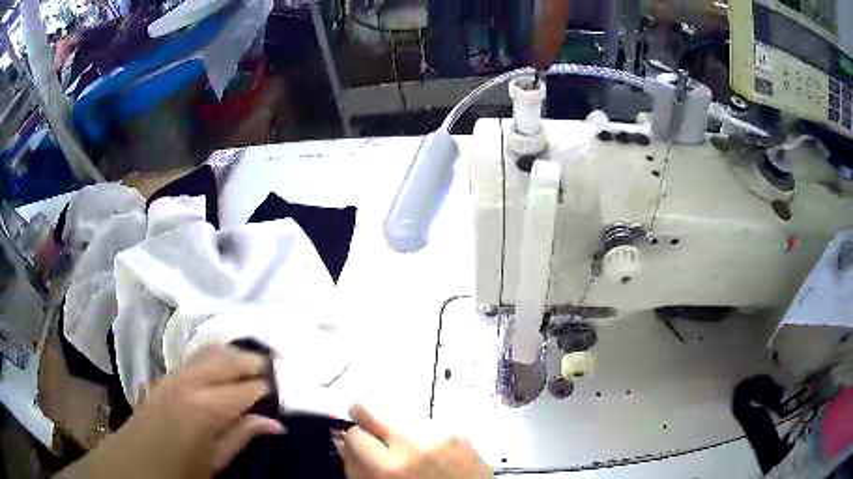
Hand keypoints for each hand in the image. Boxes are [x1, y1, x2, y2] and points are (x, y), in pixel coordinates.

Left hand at [59, 344, 283, 478]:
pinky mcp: (166, 375)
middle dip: (258, 362)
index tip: (289, 388)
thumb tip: (277, 422)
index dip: (271, 387)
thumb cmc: (178, 471)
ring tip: (257, 363)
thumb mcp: (215, 463)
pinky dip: (216, 354)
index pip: (248, 388)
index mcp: (207, 408)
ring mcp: (176, 374)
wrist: (134, 462)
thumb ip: (242, 437)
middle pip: (231, 360)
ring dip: (237, 354)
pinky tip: (225, 362)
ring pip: (213, 350)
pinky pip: (196, 355)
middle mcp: (192, 382)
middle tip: (281, 371)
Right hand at [336, 404, 491, 478]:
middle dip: (366, 422)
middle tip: (374, 438)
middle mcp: (413, 445)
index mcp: (388, 469)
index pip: (353, 434)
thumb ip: (356, 467)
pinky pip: (423, 422)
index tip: (359, 448)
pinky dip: (418, 433)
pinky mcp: (458, 432)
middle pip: (370, 408)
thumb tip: (342, 441)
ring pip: (396, 414)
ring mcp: (439, 435)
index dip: (354, 443)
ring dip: (395, 429)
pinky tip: (427, 452)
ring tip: (407, 452)